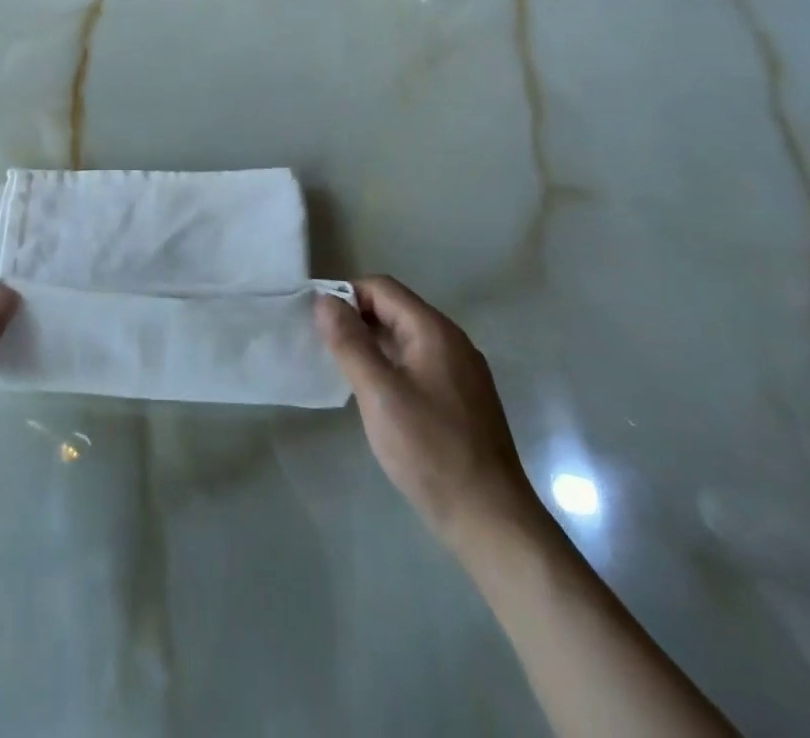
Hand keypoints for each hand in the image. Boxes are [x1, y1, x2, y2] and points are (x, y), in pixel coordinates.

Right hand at [316, 277, 537, 544]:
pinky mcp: (462, 398)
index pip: (382, 288)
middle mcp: (452, 341)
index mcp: (434, 330)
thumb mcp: (379, 394)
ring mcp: (462, 371)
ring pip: (406, 338)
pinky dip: (391, 365)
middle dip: (356, 319)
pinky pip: (418, 362)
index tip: (317, 322)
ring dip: (372, 343)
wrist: (492, 522)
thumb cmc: (431, 451)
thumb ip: (350, 343)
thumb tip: (325, 300)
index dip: (346, 295)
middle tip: (324, 347)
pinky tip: (376, 394)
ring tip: (343, 370)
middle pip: (395, 309)